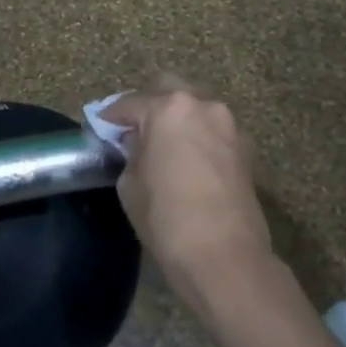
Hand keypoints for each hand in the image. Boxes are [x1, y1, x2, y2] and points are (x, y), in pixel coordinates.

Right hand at [100, 87, 272, 294]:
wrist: (225, 256)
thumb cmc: (167, 218)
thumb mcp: (129, 184)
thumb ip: (131, 152)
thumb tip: (137, 143)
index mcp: (168, 109)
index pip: (130, 103)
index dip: (111, 116)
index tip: (101, 126)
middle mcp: (202, 105)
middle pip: (168, 90)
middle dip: (148, 104)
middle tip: (133, 128)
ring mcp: (228, 124)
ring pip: (194, 107)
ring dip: (176, 117)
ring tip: (161, 143)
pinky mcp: (244, 147)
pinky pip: (212, 129)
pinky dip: (197, 134)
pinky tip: (186, 157)